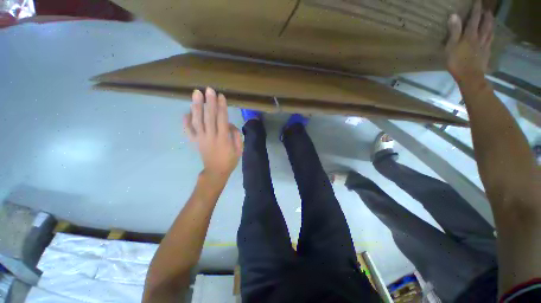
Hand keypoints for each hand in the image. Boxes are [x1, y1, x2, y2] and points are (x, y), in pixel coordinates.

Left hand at [183, 88, 242, 181]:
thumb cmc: (230, 160)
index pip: (222, 119)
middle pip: (209, 117)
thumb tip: (230, 124)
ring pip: (198, 121)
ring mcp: (201, 139)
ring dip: (197, 107)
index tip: (220, 96)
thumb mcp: (239, 149)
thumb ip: (236, 135)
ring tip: (196, 94)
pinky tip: (186, 112)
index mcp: (223, 139)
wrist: (216, 172)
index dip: (221, 107)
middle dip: (209, 102)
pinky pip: (188, 131)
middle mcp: (211, 136)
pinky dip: (186, 121)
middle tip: (208, 89)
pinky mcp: (195, 142)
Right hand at [446, 0, 493, 80]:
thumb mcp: (451, 47)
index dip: (476, 9)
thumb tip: (454, 15)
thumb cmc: (457, 62)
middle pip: (485, 24)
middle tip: (487, 9)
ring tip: (491, 18)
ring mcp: (484, 46)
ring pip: (489, 32)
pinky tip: (492, 34)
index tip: (478, 1)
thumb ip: (454, 31)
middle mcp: (479, 38)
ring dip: (491, 24)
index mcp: (470, 35)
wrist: (470, 76)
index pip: (474, 19)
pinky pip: (490, 41)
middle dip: (486, 16)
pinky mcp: (486, 53)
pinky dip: (491, 35)